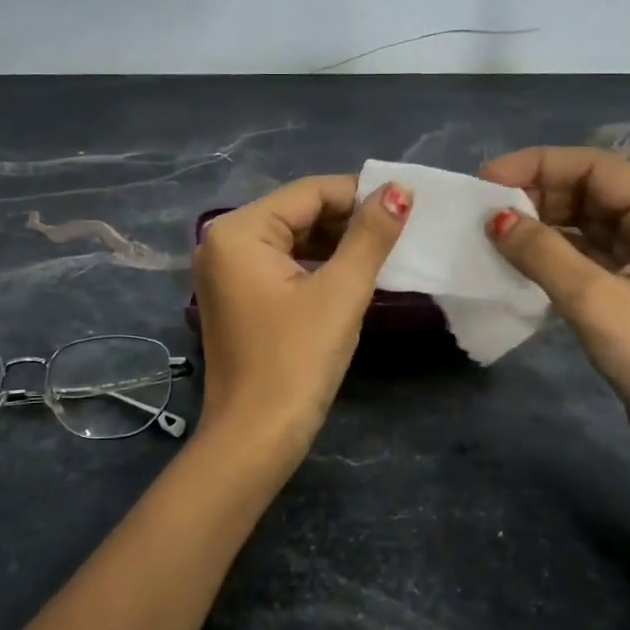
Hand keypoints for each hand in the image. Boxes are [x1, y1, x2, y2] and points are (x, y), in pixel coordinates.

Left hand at [192, 175, 411, 453]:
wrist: (256, 438)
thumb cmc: (297, 360)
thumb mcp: (341, 292)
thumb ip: (370, 236)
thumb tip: (399, 190)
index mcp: (238, 231)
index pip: (309, 192)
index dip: (360, 194)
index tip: (406, 205)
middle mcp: (223, 243)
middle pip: (298, 214)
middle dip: (348, 221)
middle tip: (399, 233)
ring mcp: (226, 274)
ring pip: (292, 241)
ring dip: (336, 246)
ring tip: (383, 254)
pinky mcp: (237, 300)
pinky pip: (282, 267)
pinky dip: (316, 268)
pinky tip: (352, 277)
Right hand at [479, 147, 629, 462]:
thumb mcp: (596, 300)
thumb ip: (543, 253)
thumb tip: (494, 219)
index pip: (596, 167)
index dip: (538, 165)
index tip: (486, 180)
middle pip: (589, 189)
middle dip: (536, 193)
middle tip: (483, 210)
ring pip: (584, 222)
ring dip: (540, 224)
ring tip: (491, 232)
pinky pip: (584, 253)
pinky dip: (550, 252)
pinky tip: (515, 259)